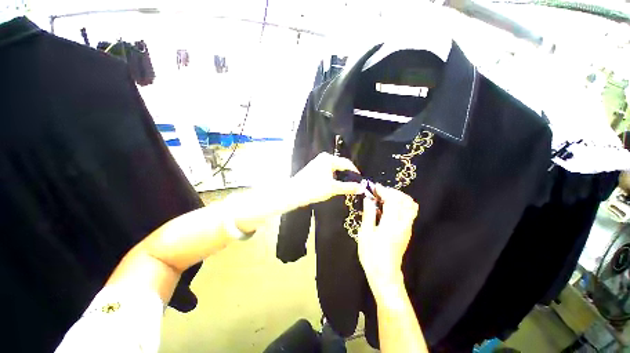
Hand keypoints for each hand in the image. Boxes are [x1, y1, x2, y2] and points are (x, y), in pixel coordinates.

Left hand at [289, 152, 362, 207]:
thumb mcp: (333, 188)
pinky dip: (332, 177)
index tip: (361, 181)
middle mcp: (323, 158)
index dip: (355, 172)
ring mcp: (317, 162)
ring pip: (333, 169)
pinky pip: (327, 171)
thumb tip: (362, 188)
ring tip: (346, 185)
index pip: (347, 163)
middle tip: (354, 184)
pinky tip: (334, 184)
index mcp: (329, 159)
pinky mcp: (313, 168)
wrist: (293, 193)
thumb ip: (348, 187)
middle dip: (347, 175)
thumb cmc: (314, 188)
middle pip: (340, 165)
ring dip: (340, 176)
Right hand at [357, 184, 418, 294]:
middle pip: (405, 200)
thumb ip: (369, 213)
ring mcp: (407, 227)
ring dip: (398, 197)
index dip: (384, 190)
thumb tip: (368, 199)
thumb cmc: (371, 254)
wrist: (385, 274)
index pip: (393, 200)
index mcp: (392, 223)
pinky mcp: (407, 231)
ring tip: (384, 198)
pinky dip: (400, 204)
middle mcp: (403, 223)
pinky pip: (409, 212)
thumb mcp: (365, 233)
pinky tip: (388, 207)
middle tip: (378, 192)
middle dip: (392, 192)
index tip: (374, 187)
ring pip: (410, 205)